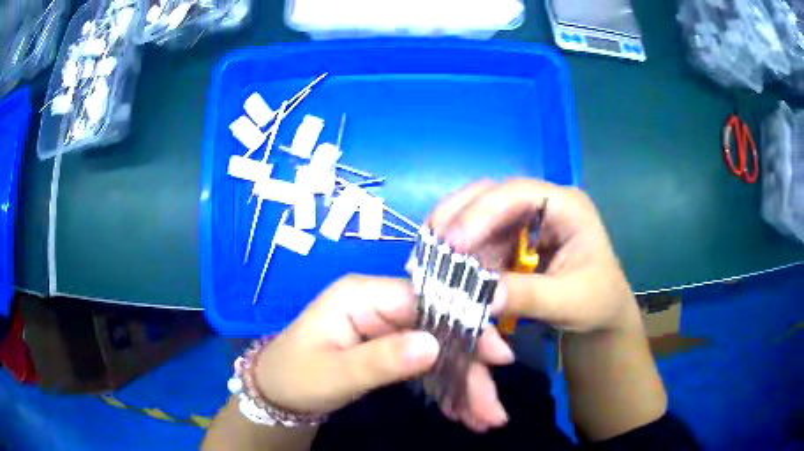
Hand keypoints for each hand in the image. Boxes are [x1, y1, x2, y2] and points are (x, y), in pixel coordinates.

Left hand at [252, 275, 514, 417]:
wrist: (274, 392)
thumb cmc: (294, 377)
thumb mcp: (334, 373)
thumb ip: (382, 360)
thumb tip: (435, 345)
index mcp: (363, 295)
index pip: (427, 301)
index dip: (466, 326)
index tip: (498, 358)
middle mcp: (380, 305)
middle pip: (440, 329)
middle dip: (470, 370)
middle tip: (492, 410)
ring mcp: (386, 327)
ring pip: (440, 351)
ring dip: (464, 385)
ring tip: (484, 419)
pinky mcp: (390, 348)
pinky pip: (427, 365)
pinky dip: (446, 389)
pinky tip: (462, 412)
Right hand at [431, 178, 638, 332]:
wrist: (601, 314)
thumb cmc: (597, 302)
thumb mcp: (570, 302)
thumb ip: (530, 297)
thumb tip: (484, 297)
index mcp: (566, 206)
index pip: (517, 193)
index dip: (481, 212)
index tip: (453, 244)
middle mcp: (541, 204)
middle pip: (490, 194)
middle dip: (457, 217)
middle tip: (429, 244)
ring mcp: (524, 220)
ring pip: (478, 213)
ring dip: (451, 234)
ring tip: (427, 258)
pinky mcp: (512, 239)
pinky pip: (479, 238)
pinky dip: (459, 252)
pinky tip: (443, 266)